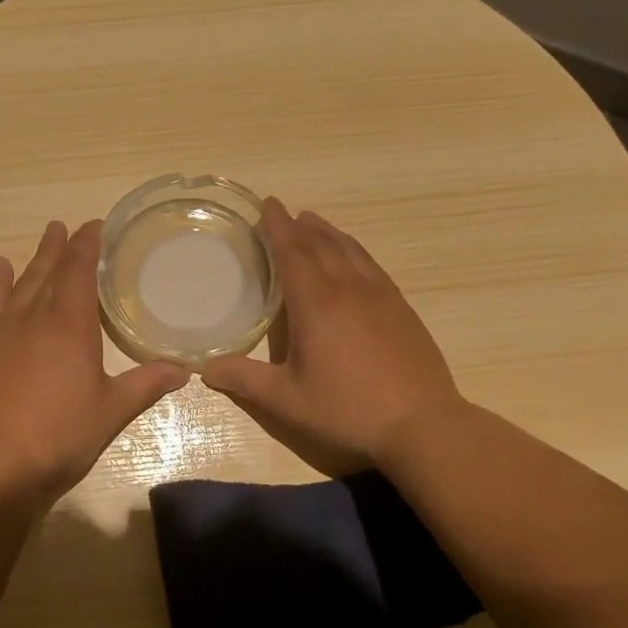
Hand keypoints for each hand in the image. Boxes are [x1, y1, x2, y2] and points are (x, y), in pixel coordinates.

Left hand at [0, 219, 189, 498]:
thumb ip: (146, 384)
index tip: (95, 226)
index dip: (87, 245)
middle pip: (49, 271)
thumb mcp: (112, 411)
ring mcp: (2, 331)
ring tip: (45, 237)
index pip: (79, 271)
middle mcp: (34, 317)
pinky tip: (0, 268)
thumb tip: (184, 370)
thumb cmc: (61, 435)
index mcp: (71, 325)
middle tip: (68, 225)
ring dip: (35, 259)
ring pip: (20, 284)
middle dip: (61, 246)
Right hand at [201, 198, 462, 473]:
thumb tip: (205, 368)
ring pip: (350, 250)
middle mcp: (348, 289)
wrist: (422, 423)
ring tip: (314, 223)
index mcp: (316, 304)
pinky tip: (354, 257)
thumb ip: (245, 381)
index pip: (293, 252)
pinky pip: (372, 265)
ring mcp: (380, 296)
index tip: (268, 204)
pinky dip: (354, 250)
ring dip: (329, 233)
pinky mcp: (401, 308)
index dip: (278, 227)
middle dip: (300, 226)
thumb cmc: (348, 409)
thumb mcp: (288, 400)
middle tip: (284, 212)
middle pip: (322, 245)